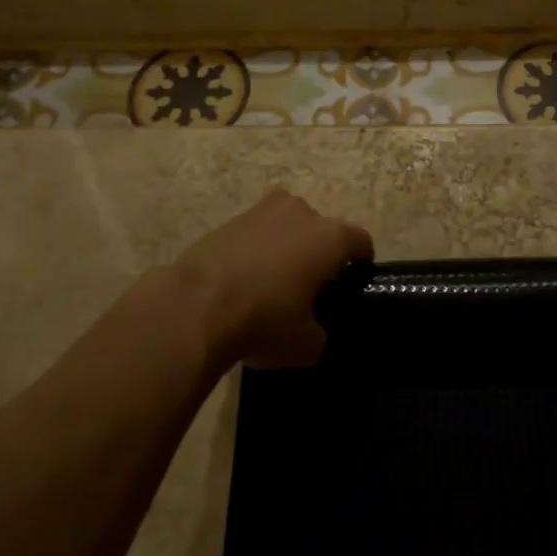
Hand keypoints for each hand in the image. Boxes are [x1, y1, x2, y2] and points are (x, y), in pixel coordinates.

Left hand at [171, 189, 372, 370]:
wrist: (195, 306)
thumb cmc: (265, 320)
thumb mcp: (306, 344)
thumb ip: (319, 333)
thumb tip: (313, 330)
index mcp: (331, 237)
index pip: (361, 241)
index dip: (361, 261)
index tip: (353, 279)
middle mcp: (302, 213)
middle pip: (321, 230)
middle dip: (319, 252)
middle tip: (310, 285)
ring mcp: (263, 211)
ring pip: (286, 226)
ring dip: (286, 247)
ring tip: (274, 279)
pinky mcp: (229, 219)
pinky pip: (255, 234)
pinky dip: (256, 251)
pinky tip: (244, 279)